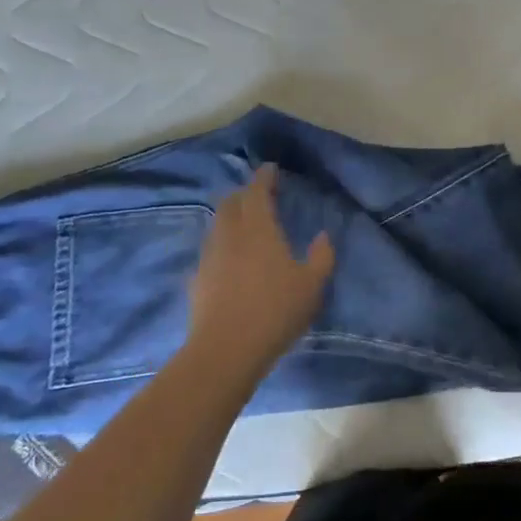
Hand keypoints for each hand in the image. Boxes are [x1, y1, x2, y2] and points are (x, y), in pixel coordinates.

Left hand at [186, 163, 334, 383]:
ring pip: (218, 224)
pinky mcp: (198, 278)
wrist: (225, 351)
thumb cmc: (275, 311)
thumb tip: (323, 236)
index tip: (271, 169)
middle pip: (231, 202)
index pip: (257, 191)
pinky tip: (231, 258)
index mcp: (258, 228)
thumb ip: (321, 256)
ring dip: (231, 216)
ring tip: (246, 223)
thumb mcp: (312, 285)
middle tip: (260, 195)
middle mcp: (230, 234)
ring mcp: (209, 256)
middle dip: (244, 193)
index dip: (264, 177)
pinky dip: (223, 242)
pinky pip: (211, 248)